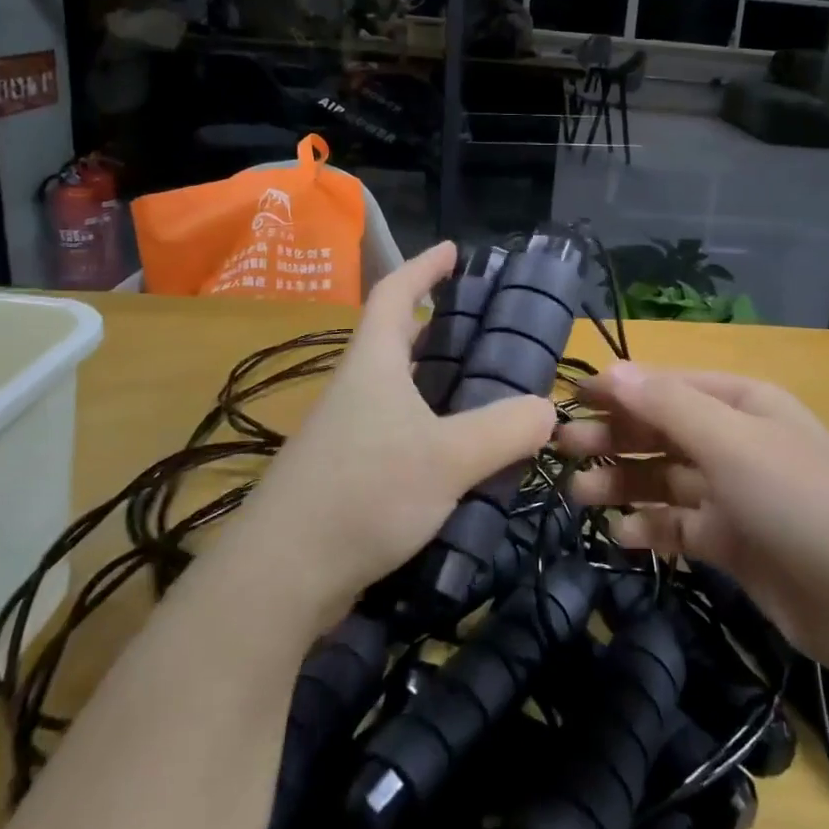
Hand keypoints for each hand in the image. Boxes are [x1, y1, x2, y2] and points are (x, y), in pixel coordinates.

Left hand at [223, 242, 556, 627]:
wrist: (280, 578)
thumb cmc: (365, 493)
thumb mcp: (448, 458)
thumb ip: (504, 430)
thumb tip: (548, 409)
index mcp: (374, 365)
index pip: (395, 294)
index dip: (424, 266)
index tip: (454, 250)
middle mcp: (355, 390)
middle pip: (396, 341)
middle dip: (437, 327)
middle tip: (485, 329)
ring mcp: (345, 434)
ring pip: (398, 391)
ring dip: (436, 383)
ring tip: (484, 391)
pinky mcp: (345, 476)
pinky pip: (396, 434)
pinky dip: (429, 429)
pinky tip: (458, 457)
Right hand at [563, 365, 828, 674]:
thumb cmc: (799, 502)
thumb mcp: (732, 442)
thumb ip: (668, 406)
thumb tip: (611, 372)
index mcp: (742, 403)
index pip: (667, 386)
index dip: (619, 391)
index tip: (569, 403)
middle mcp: (737, 441)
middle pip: (662, 430)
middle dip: (614, 438)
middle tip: (563, 451)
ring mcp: (736, 493)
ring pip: (666, 479)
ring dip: (624, 483)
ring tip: (579, 496)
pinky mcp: (734, 542)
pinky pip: (681, 525)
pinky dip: (652, 527)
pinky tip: (623, 536)